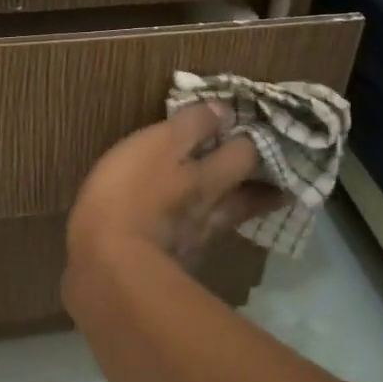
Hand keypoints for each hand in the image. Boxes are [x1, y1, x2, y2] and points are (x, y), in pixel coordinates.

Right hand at [67, 102, 282, 268]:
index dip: (254, 141)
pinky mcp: (174, 269)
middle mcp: (213, 211)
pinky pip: (196, 244)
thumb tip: (224, 110)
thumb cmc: (128, 196)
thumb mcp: (157, 146)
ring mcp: (196, 244)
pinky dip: (198, 234)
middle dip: (263, 185)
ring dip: (237, 210)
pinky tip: (190, 233)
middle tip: (275, 176)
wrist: (108, 271)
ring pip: (226, 222)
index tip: (261, 131)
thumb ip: (190, 126)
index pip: (246, 154)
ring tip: (242, 202)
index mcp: (209, 177)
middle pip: (249, 197)